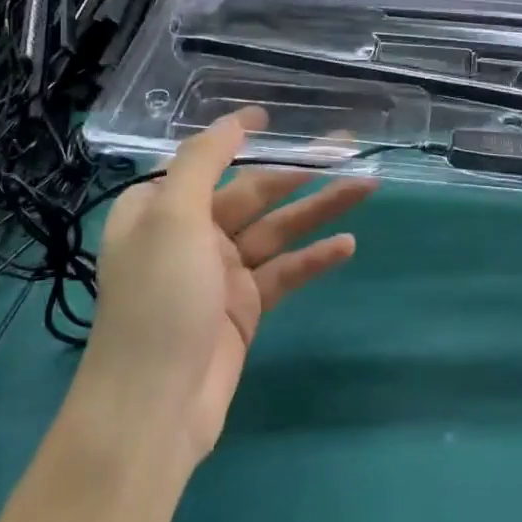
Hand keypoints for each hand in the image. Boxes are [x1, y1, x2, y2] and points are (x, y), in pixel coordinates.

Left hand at [78, 109, 375, 461]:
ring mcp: (221, 272)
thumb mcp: (171, 218)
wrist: (153, 407)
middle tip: (348, 147)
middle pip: (253, 191)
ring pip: (278, 229)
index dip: (238, 136)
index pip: (205, 160)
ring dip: (320, 208)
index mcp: (160, 209)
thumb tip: (234, 122)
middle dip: (298, 170)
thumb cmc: (158, 300)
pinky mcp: (246, 307)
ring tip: (367, 184)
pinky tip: (347, 244)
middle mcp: (190, 235)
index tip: (271, 115)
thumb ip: (202, 162)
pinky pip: (286, 271)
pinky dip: (315, 257)